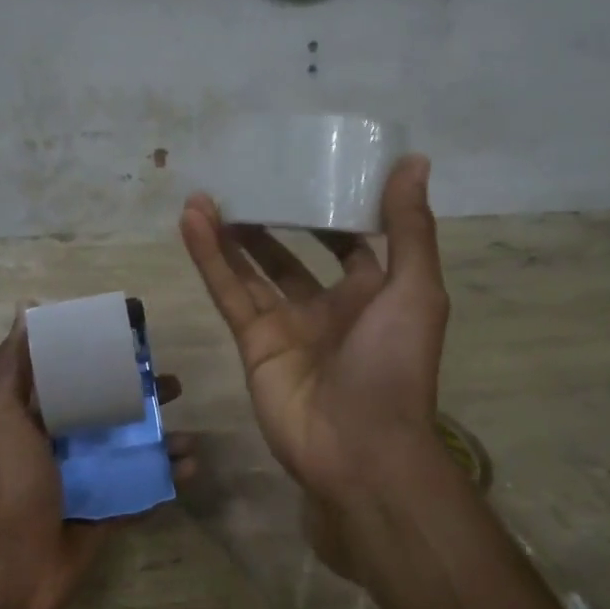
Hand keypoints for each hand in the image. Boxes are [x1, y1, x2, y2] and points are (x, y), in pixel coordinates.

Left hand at [0, 313, 193, 608]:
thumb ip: (14, 366)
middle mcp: (67, 441)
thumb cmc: (11, 483)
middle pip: (113, 408)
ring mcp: (91, 476)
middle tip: (175, 385)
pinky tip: (190, 466)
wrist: (16, 567)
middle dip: (144, 396)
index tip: (135, 338)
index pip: (76, 374)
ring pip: (134, 446)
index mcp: (40, 416)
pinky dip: (168, 475)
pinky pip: (144, 485)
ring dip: (164, 437)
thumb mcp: (4, 416)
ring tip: (189, 435)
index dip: (103, 355)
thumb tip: (25, 306)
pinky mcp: (110, 507)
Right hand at [179, 155, 448, 511]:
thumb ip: (410, 227)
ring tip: (206, 194)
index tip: (308, 170)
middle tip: (246, 181)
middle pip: (290, 253)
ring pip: (252, 269)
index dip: (328, 208)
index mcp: (371, 292)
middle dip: (270, 220)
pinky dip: (210, 257)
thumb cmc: (395, 364)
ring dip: (231, 233)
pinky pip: (229, 292)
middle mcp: (326, 305)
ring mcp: (286, 325)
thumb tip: (413, 159)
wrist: (361, 449)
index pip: (346, 240)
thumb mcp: (416, 289)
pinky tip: (193, 220)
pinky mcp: (252, 343)